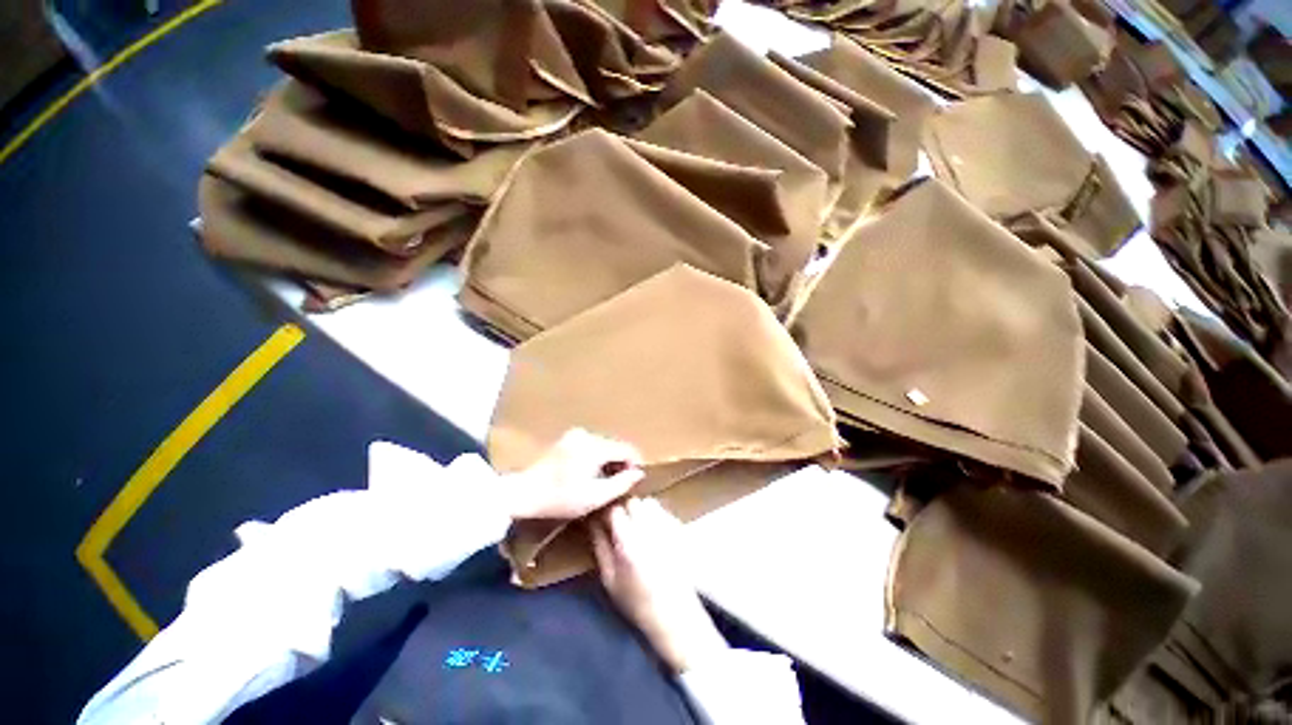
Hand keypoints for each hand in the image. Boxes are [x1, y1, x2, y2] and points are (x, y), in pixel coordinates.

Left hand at [506, 428, 644, 520]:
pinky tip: (589, 474)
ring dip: (607, 461)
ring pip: (603, 446)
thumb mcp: (594, 497)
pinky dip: (595, 458)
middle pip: (614, 446)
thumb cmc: (560, 498)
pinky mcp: (566, 439)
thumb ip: (620, 484)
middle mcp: (587, 434)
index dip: (635, 463)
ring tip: (604, 481)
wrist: (523, 493)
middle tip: (619, 484)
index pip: (626, 448)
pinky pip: (590, 446)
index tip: (634, 480)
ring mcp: (574, 435)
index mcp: (595, 446)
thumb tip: (639, 474)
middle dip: (620, 463)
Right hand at [590, 498, 728, 673]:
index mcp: (629, 542)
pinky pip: (662, 510)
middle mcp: (649, 529)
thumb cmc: (636, 601)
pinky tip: (652, 532)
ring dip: (639, 509)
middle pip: (632, 501)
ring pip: (648, 502)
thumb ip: (599, 545)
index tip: (600, 518)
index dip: (605, 512)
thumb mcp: (609, 579)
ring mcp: (667, 526)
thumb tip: (592, 522)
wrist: (675, 614)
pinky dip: (654, 514)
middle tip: (618, 524)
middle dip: (623, 509)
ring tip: (636, 526)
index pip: (614, 510)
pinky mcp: (679, 528)